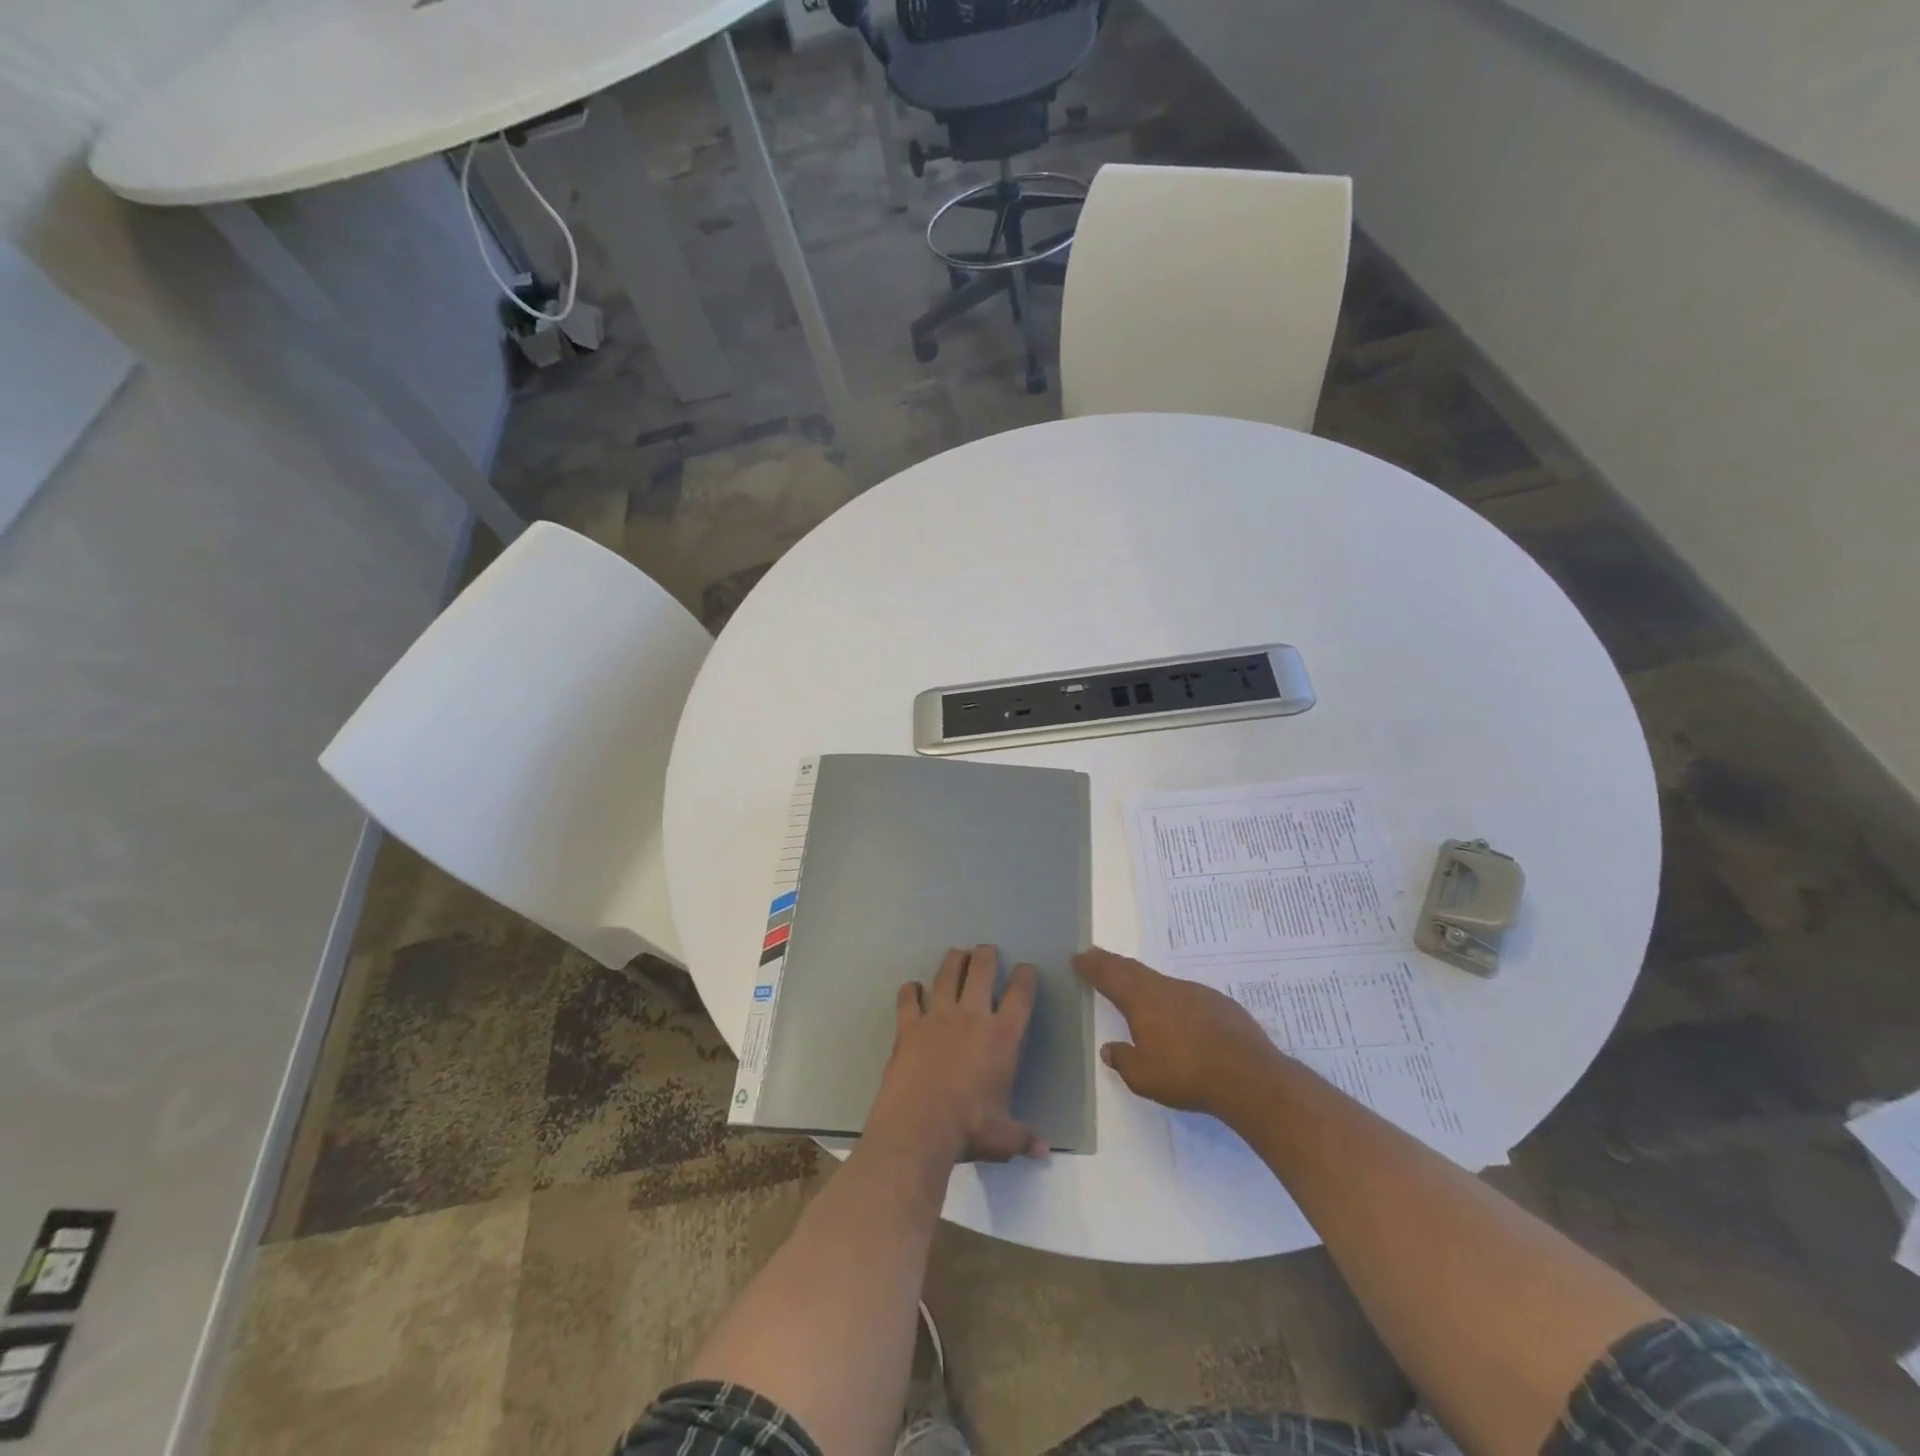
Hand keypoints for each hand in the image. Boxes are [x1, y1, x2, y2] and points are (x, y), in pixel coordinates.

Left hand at [868, 944, 1046, 1163]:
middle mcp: (971, 1017)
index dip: (1025, 978)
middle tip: (987, 949)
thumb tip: (1044, 1151)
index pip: (1020, 997)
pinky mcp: (908, 1027)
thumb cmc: (968, 1129)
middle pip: (981, 972)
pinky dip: (910, 991)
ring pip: (946, 976)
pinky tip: (912, 987)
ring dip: (953, 961)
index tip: (1026, 968)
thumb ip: (1023, 1137)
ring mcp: (937, 1018)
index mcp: (1001, 1037)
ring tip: (957, 953)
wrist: (918, 1128)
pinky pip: (908, 1000)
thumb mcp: (1003, 1138)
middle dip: (986, 956)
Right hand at [1074, 947, 1280, 1118]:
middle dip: (1111, 961)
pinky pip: (1184, 993)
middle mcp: (1165, 988)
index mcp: (1142, 1001)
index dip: (1092, 966)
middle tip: (1095, 954)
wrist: (1247, 1075)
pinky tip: (1175, 1009)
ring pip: (1159, 979)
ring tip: (1131, 981)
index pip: (1109, 976)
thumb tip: (1109, 1048)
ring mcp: (1194, 992)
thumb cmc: (1186, 1075)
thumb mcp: (1143, 1076)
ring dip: (1140, 977)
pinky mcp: (1218, 1003)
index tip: (1078, 957)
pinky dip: (1169, 994)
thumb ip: (1123, 1060)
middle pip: (1132, 969)